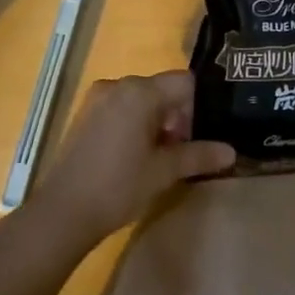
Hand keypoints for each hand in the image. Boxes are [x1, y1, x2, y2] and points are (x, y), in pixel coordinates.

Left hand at [27, 70, 235, 250]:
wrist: (62, 211)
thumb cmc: (118, 186)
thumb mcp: (164, 172)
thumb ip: (199, 155)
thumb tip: (231, 152)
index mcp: (140, 91)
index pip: (185, 82)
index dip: (201, 105)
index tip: (206, 133)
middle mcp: (119, 84)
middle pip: (163, 89)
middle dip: (179, 116)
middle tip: (187, 150)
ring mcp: (98, 97)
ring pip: (142, 99)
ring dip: (158, 121)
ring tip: (163, 157)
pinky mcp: (86, 113)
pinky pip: (122, 107)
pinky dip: (136, 123)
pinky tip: (137, 155)